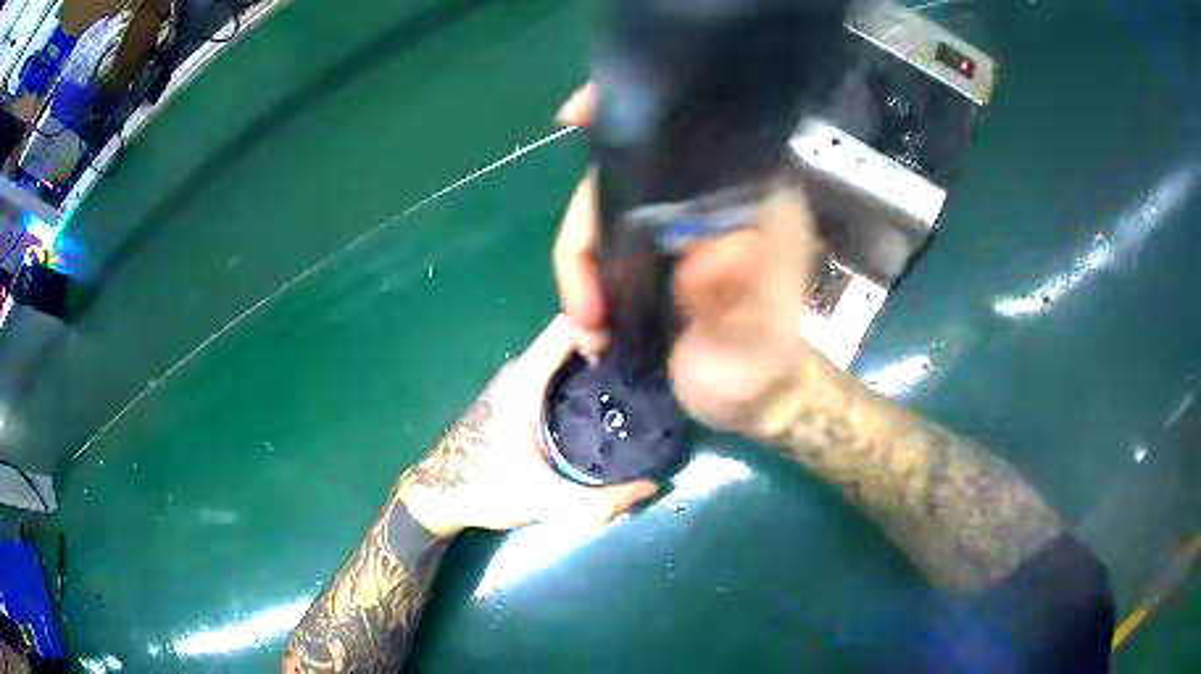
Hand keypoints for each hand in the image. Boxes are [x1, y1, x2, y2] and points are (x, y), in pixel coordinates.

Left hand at [398, 316, 658, 536]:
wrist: (440, 495)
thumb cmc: (484, 489)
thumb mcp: (544, 501)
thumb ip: (600, 503)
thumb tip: (653, 487)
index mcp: (524, 382)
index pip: (568, 328)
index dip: (605, 326)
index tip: (641, 345)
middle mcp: (520, 371)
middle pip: (571, 338)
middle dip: (608, 343)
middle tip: (648, 365)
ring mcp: (516, 381)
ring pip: (563, 354)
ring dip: (596, 360)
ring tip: (635, 379)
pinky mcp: (517, 395)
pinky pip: (556, 370)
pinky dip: (582, 374)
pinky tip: (605, 399)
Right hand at [554, 85, 827, 438]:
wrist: (747, 399)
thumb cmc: (759, 367)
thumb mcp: (752, 341)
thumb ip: (734, 300)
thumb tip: (704, 256)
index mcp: (744, 196)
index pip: (686, 135)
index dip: (628, 115)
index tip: (575, 117)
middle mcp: (705, 197)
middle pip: (620, 176)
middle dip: (583, 231)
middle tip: (582, 305)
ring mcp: (670, 223)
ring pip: (598, 214)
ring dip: (577, 271)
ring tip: (589, 330)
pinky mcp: (645, 251)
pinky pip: (595, 246)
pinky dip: (580, 284)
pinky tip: (589, 328)